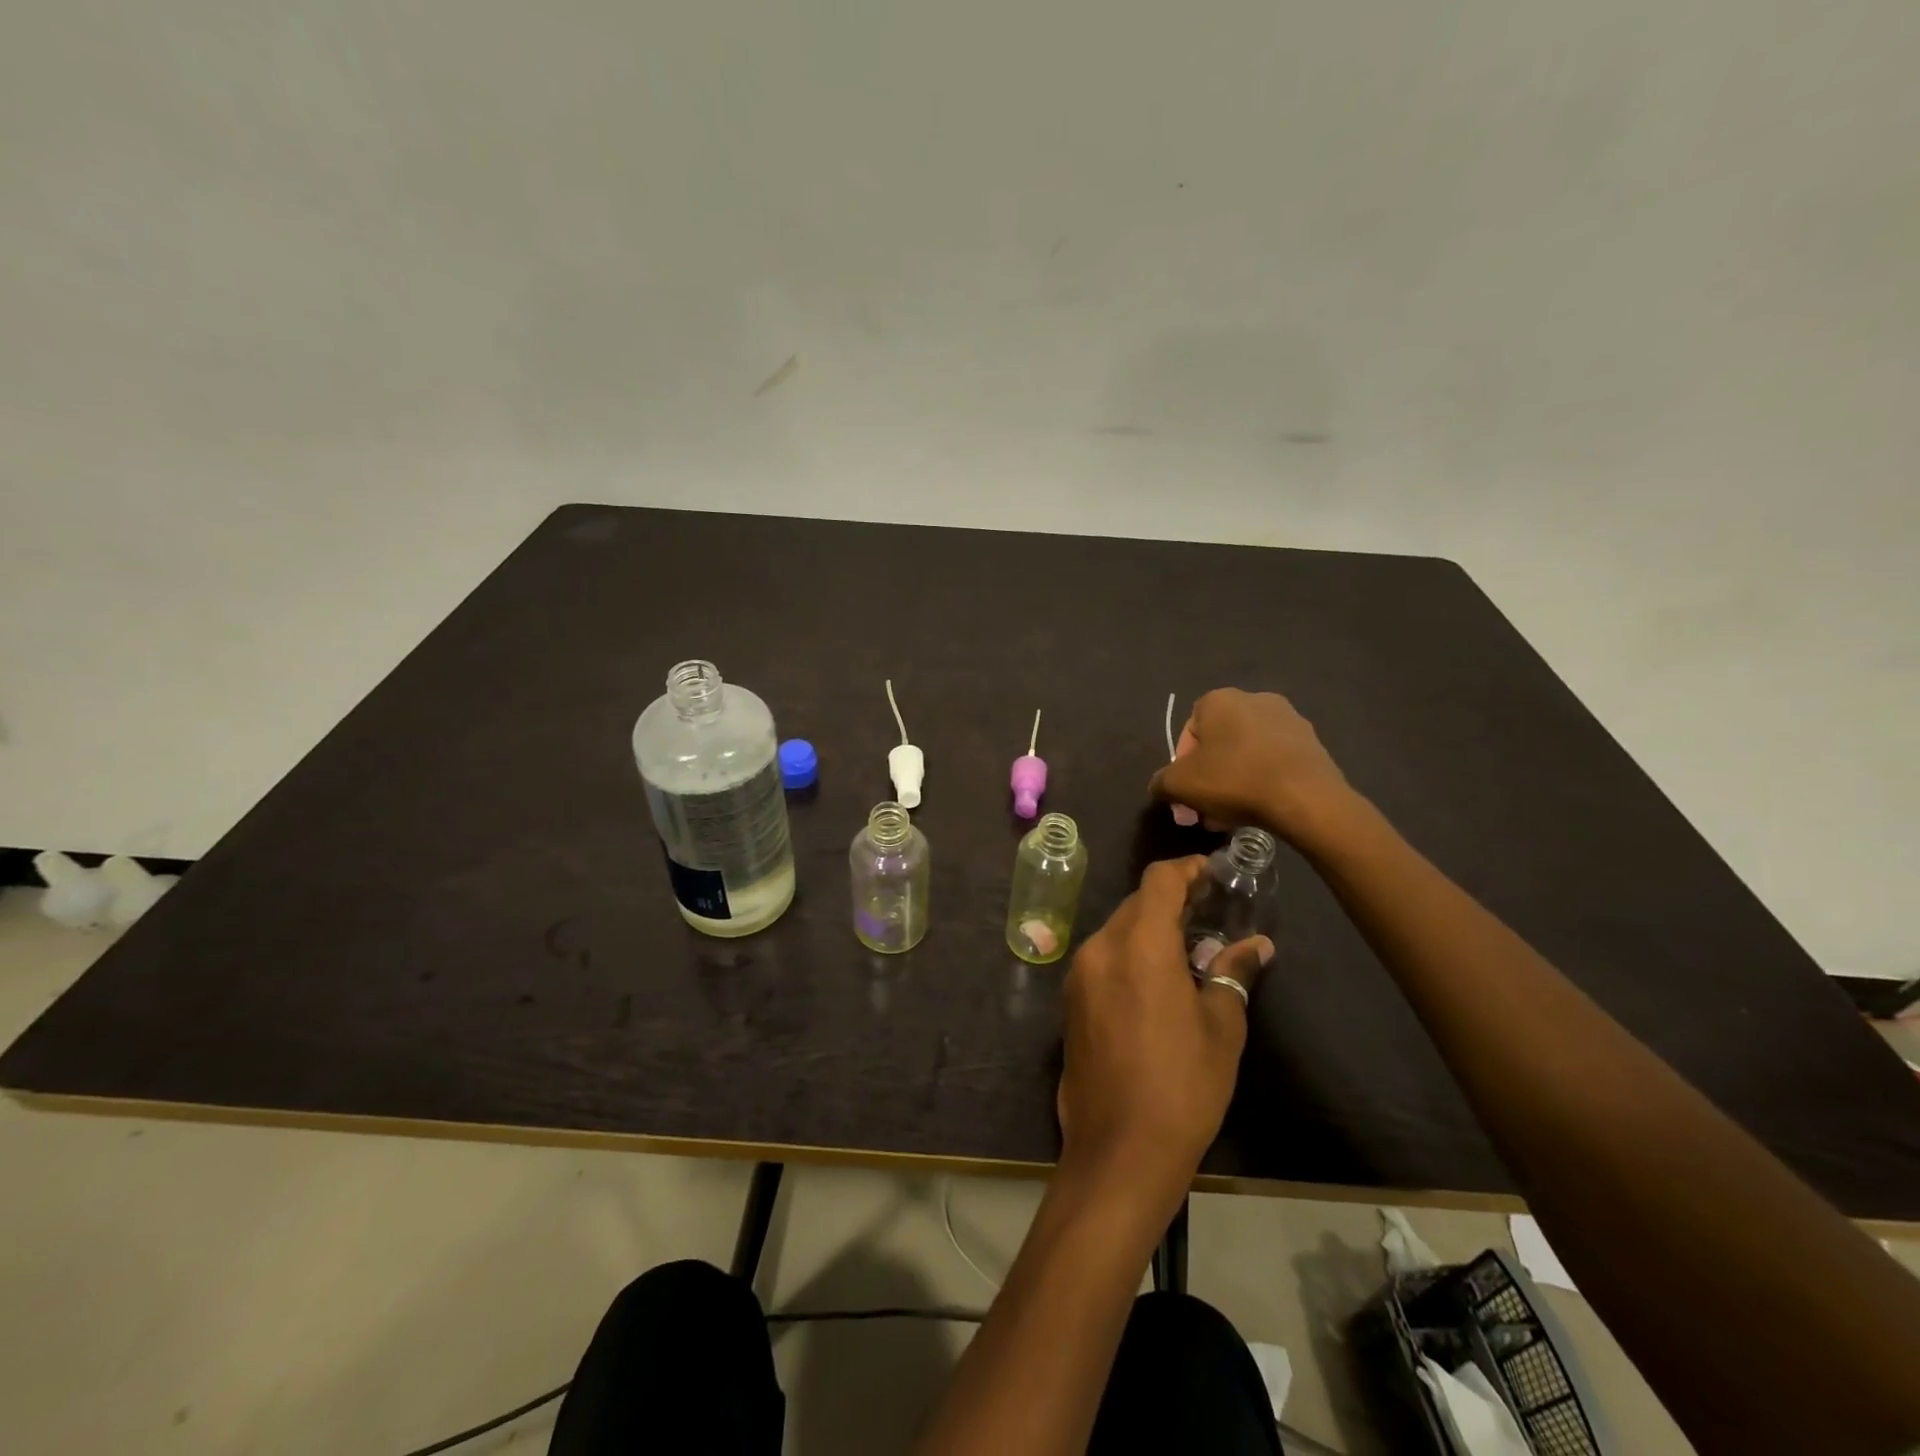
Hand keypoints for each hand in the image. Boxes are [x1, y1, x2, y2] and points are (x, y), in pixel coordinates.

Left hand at [1056, 857, 1272, 1217]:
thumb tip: (1256, 945)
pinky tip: (1157, 982)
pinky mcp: (1070, 999)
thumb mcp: (1221, 1028)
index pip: (1158, 880)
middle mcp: (1100, 947)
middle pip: (1136, 904)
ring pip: (1118, 930)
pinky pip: (1103, 958)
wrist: (1118, 1149)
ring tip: (1189, 950)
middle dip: (1171, 902)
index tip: (1213, 875)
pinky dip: (1130, 955)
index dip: (1187, 870)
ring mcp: (1079, 973)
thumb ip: (1233, 974)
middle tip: (1210, 915)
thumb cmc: (1182, 1085)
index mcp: (1139, 944)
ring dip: (1150, 930)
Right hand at [1149, 689, 1353, 847]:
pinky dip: (1263, 781)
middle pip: (1220, 743)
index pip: (1189, 730)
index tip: (1186, 791)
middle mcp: (1255, 699)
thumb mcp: (1178, 785)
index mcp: (1219, 700)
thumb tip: (1161, 785)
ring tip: (1232, 815)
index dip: (1182, 763)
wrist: (1305, 798)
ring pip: (1247, 754)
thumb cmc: (1233, 780)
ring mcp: (1289, 720)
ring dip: (1235, 780)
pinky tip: (1260, 809)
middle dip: (1209, 775)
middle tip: (1206, 807)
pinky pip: (1275, 762)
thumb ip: (1161, 782)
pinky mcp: (1313, 743)